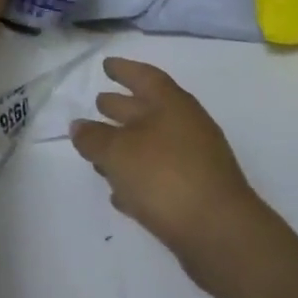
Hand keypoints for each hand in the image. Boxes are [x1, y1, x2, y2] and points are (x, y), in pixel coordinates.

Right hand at [69, 58, 272, 292]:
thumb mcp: (119, 153)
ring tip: (98, 151)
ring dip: (126, 145)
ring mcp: (193, 160)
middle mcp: (185, 126)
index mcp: (172, 104)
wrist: (219, 232)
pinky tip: (119, 192)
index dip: (124, 69)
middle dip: (122, 106)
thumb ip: (94, 138)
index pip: (145, 76)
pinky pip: (159, 175)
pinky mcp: (194, 192)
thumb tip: (78, 126)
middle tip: (97, 102)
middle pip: (148, 109)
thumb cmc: (165, 176)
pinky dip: (138, 177)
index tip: (105, 65)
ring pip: (152, 144)